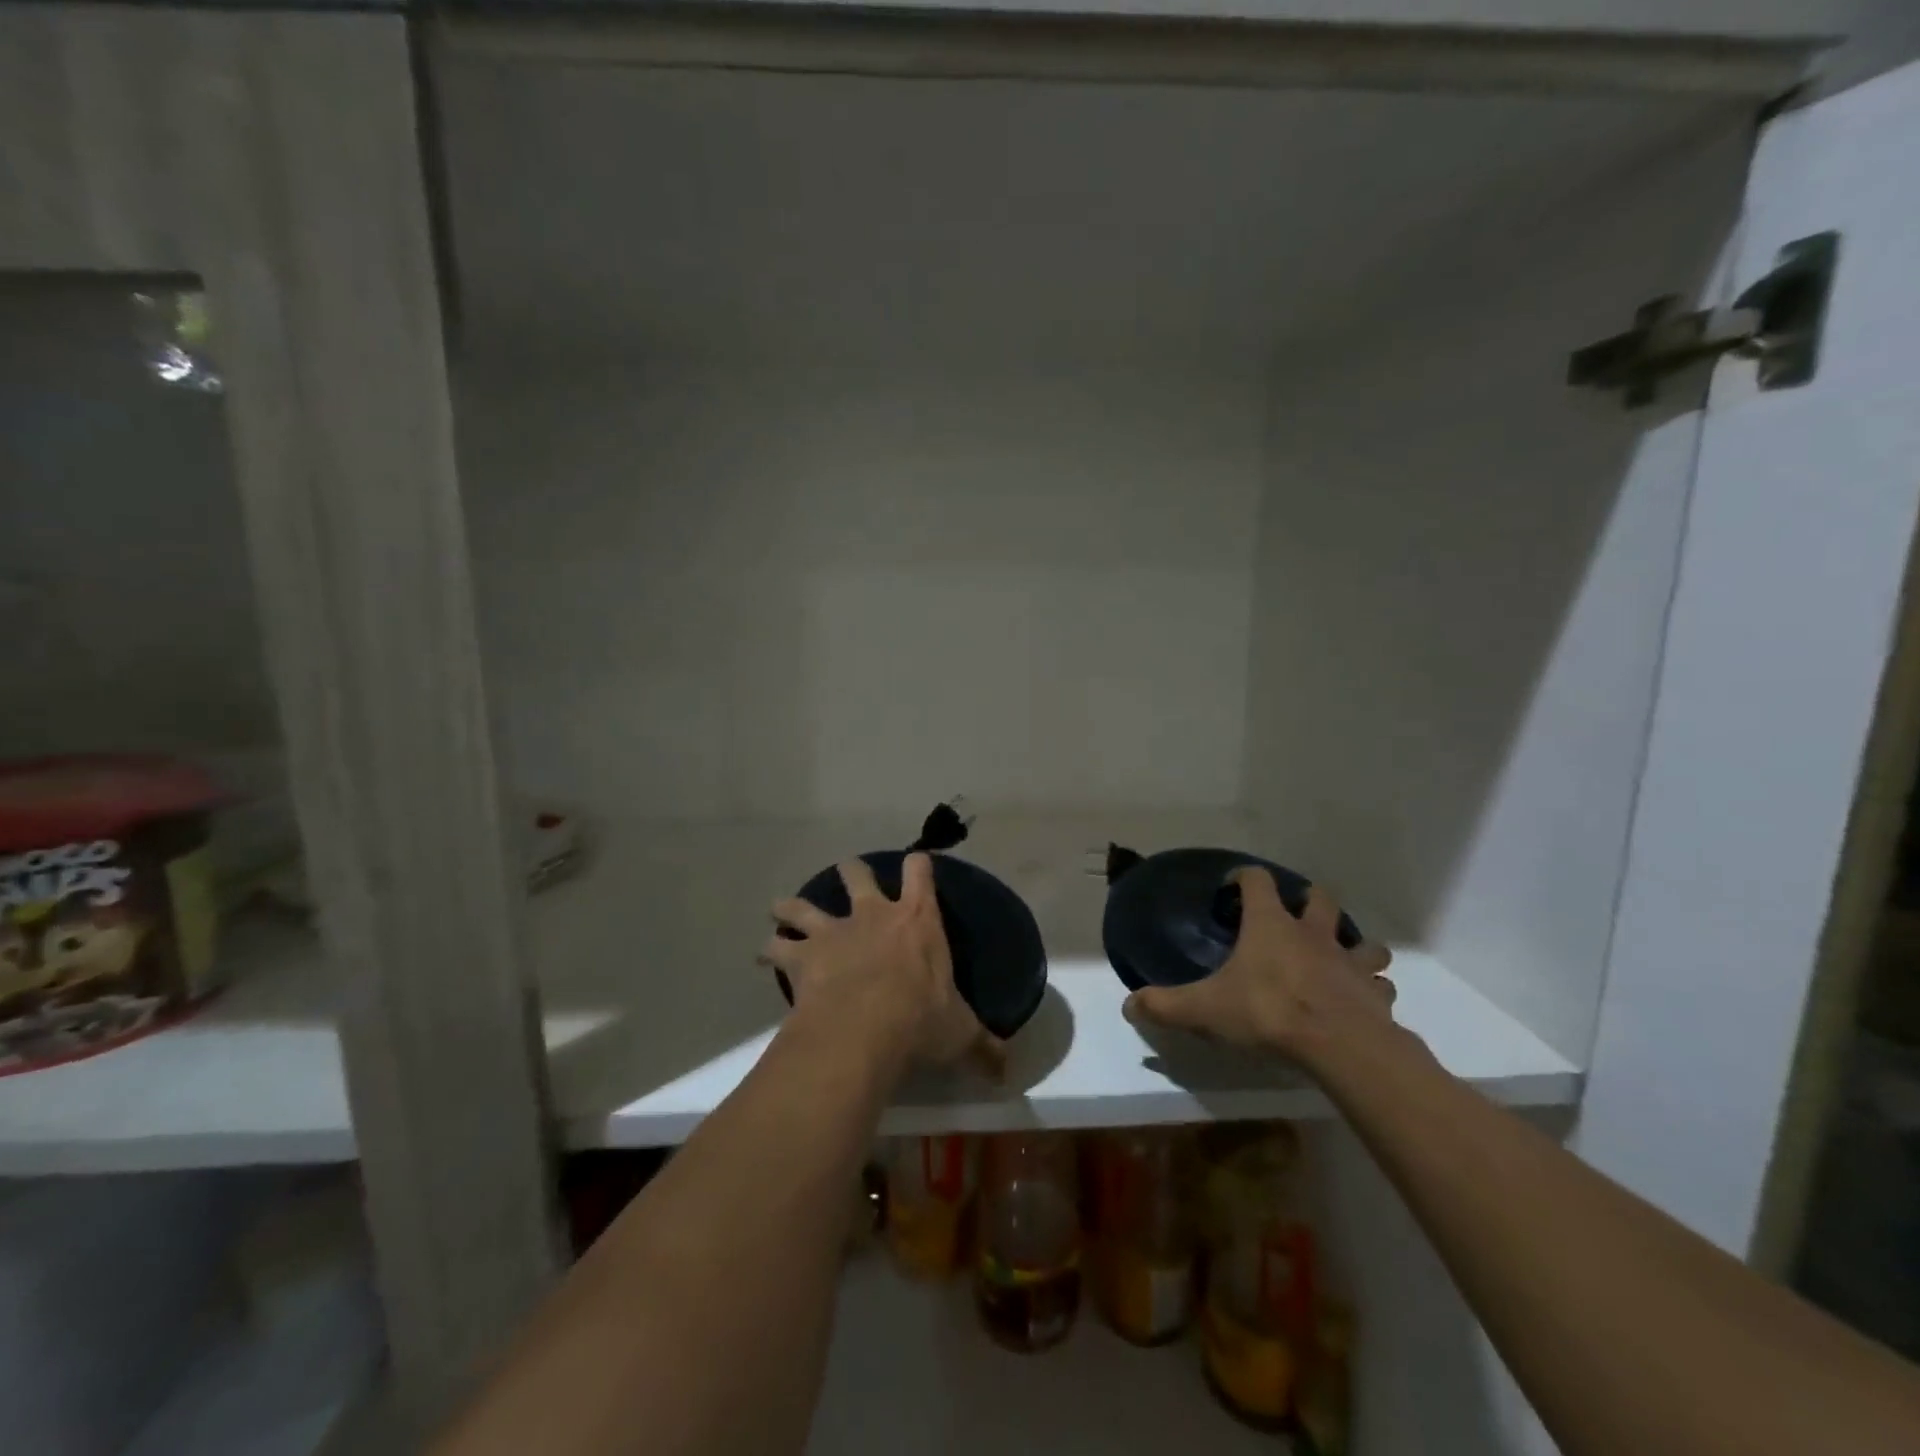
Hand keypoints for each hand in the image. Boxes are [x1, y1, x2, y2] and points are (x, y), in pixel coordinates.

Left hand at [759, 853, 999, 1073]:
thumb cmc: (919, 1020)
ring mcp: (834, 931)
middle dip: (851, 871)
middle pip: (857, 873)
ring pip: (805, 903)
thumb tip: (1007, 1072)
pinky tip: (764, 955)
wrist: (862, 1028)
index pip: (920, 871)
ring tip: (781, 908)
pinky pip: (778, 945)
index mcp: (916, 919)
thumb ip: (983, 1047)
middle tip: (848, 877)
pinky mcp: (803, 956)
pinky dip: (771, 949)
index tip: (917, 864)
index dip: (918, 864)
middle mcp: (873, 913)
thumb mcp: (960, 1032)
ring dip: (792, 905)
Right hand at [1122, 867, 1395, 1070]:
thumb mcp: (1204, 1009)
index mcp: (1270, 926)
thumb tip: (1128, 1006)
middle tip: (1295, 916)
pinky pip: (1380, 986)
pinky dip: (1372, 990)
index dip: (1244, 877)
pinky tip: (1361, 1002)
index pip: (1257, 881)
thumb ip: (1165, 1005)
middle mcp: (1313, 934)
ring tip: (1339, 960)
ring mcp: (1349, 962)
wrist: (1339, 1046)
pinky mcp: (1375, 995)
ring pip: (1363, 941)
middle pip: (1319, 899)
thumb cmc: (1267, 1012)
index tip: (1233, 887)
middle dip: (1309, 901)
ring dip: (1353, 946)